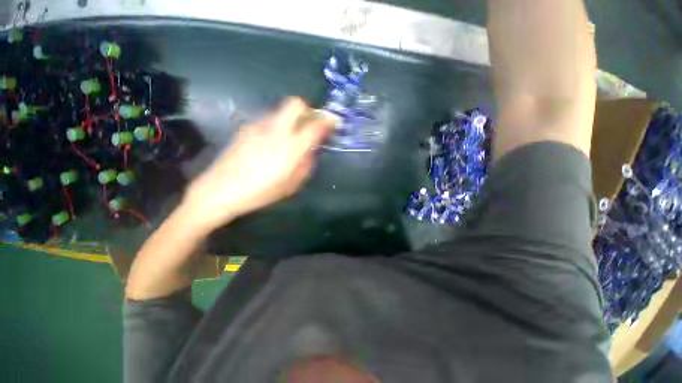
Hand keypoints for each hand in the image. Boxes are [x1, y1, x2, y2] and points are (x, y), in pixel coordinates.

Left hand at [183, 98, 334, 232]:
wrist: (220, 190)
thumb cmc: (261, 192)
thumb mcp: (292, 185)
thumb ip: (306, 164)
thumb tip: (312, 150)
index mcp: (291, 147)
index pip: (315, 125)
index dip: (327, 121)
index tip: (332, 122)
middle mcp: (276, 130)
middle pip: (295, 104)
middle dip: (307, 110)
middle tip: (310, 124)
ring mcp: (258, 126)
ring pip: (281, 111)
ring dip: (291, 119)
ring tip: (289, 138)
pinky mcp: (246, 128)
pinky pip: (268, 120)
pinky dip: (277, 126)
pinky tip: (271, 143)